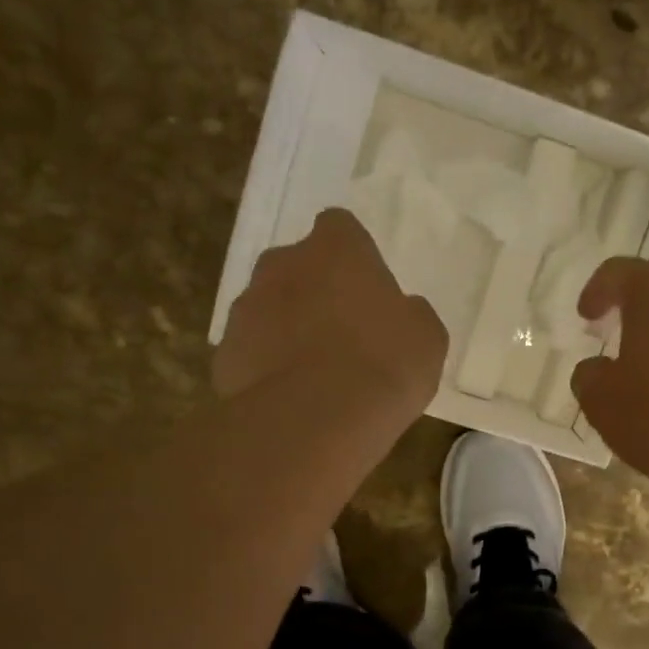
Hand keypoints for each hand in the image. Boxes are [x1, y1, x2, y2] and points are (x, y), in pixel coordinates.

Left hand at [215, 208, 447, 411]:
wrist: (313, 420)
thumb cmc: (381, 365)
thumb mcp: (425, 338)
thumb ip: (409, 313)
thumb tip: (401, 312)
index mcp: (335, 248)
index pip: (340, 228)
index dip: (354, 257)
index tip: (366, 289)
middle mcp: (282, 264)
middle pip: (297, 267)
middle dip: (314, 291)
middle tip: (342, 332)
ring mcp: (246, 307)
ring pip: (269, 309)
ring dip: (287, 329)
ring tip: (315, 375)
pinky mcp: (224, 352)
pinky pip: (250, 352)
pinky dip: (265, 368)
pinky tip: (290, 399)